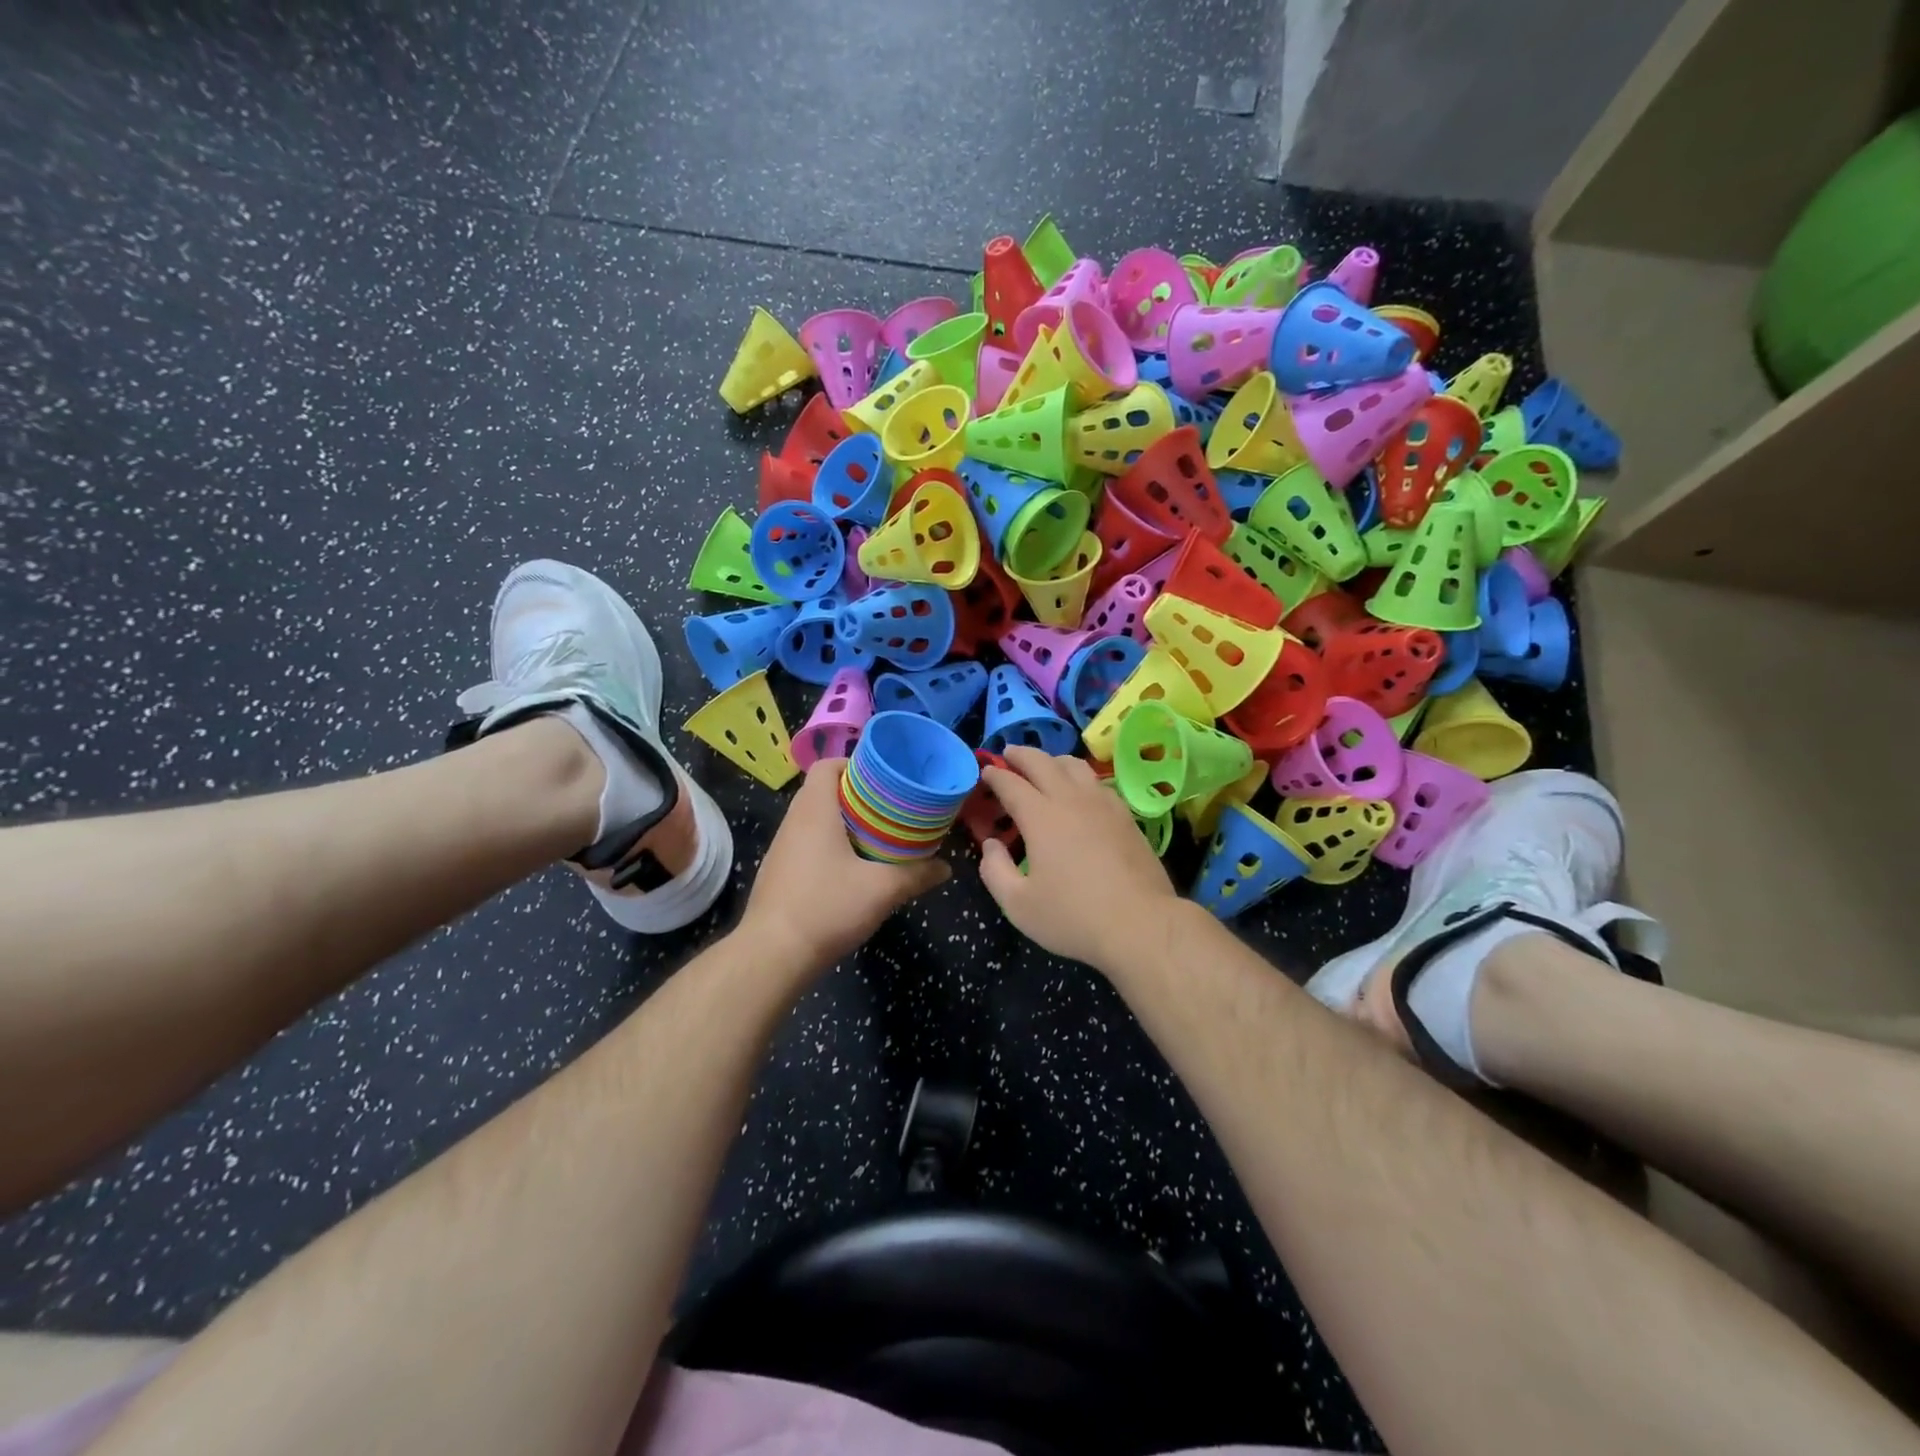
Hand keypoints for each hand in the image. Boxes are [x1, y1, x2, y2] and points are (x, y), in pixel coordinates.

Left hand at [735, 758, 949, 976]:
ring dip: (844, 823)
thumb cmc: (826, 908)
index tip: (884, 779)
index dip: (854, 764)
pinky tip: (854, 869)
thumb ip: (917, 874)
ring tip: (878, 837)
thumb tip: (945, 868)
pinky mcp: (779, 873)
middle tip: (891, 809)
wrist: (772, 956)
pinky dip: (831, 846)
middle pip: (824, 791)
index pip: (827, 765)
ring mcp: (782, 849)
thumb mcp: (882, 890)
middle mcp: (793, 822)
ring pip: (815, 820)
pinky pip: (808, 844)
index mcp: (814, 811)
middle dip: (858, 796)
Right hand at [976, 747, 1182, 969]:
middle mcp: (1071, 800)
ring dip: (1053, 760)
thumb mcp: (1019, 905)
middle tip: (1008, 755)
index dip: (995, 775)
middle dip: (1021, 755)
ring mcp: (1103, 804)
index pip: (1011, 783)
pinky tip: (1080, 791)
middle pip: (1042, 762)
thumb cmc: (1074, 916)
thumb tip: (992, 844)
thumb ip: (996, 871)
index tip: (985, 772)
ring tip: (1044, 766)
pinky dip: (1080, 777)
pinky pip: (1097, 782)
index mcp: (1040, 817)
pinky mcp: (1126, 816)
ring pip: (1075, 765)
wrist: (1141, 924)